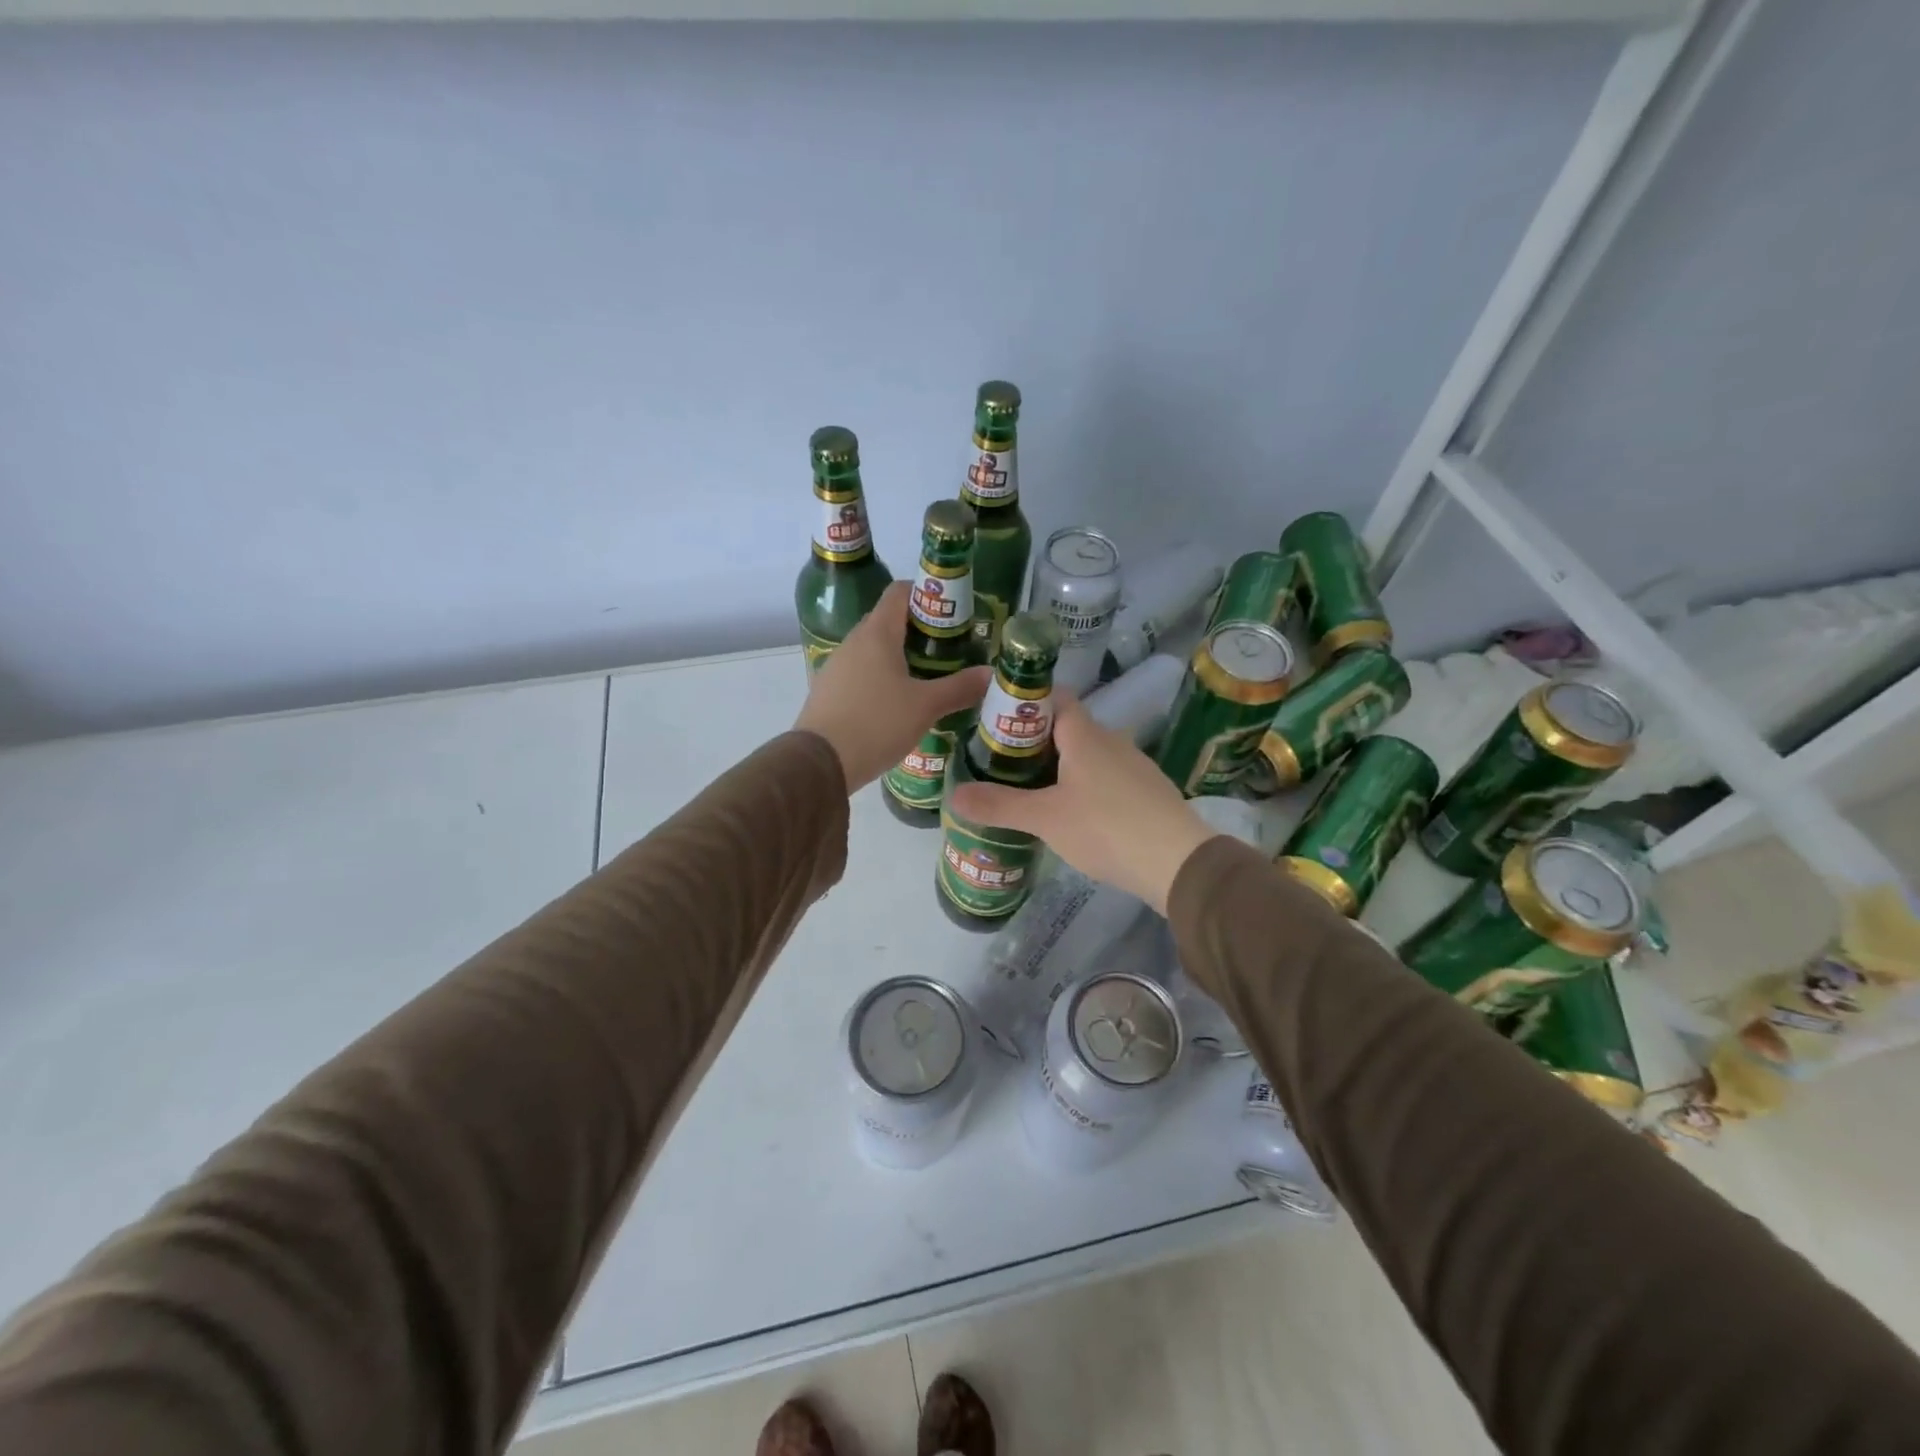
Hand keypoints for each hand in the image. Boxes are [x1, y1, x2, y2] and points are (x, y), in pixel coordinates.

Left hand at [794, 582, 991, 793]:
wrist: (820, 762)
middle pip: (888, 622)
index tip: (951, 613)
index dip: (926, 594)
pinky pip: (860, 675)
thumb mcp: (925, 706)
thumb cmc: (877, 723)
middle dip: (919, 631)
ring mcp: (836, 667)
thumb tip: (990, 674)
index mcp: (877, 633)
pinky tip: (897, 705)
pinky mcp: (828, 692)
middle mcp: (853, 642)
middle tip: (948, 651)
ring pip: (873, 651)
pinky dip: (881, 680)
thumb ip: (959, 688)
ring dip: (899, 658)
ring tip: (928, 679)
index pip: (900, 592)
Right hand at [945, 694, 1216, 914]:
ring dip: (1060, 765)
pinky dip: (1083, 786)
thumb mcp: (1045, 818)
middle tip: (1002, 761)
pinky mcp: (1146, 792)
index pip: (1054, 698)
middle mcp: (1112, 740)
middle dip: (1035, 740)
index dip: (1025, 703)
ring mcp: (1134, 766)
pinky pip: (1106, 777)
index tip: (996, 720)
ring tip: (1029, 788)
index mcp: (1086, 734)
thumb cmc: (1106, 827)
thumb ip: (999, 805)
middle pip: (1068, 727)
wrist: (1178, 863)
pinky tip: (1071, 813)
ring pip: (1088, 754)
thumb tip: (954, 795)